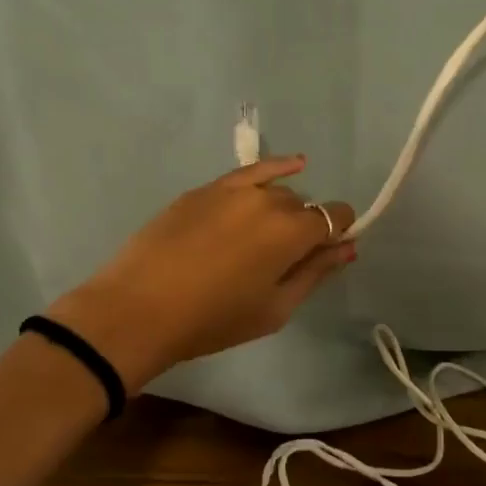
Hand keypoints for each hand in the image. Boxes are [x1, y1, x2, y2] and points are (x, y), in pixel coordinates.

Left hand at [46, 157, 355, 390]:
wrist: (139, 308)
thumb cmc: (213, 319)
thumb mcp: (274, 308)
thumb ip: (315, 273)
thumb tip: (347, 247)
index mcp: (292, 231)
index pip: (335, 217)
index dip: (339, 232)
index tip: (329, 252)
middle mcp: (269, 199)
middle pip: (303, 206)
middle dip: (306, 227)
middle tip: (285, 260)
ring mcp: (233, 189)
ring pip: (276, 191)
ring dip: (282, 209)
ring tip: (266, 237)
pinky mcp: (205, 189)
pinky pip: (250, 172)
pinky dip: (275, 168)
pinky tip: (293, 165)